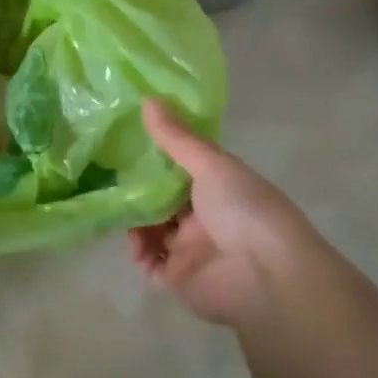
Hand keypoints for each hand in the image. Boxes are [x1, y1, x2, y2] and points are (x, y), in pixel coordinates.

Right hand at [129, 101, 314, 328]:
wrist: (267, 276)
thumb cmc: (245, 210)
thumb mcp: (212, 165)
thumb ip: (176, 138)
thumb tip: (147, 99)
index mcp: (219, 188)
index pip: (181, 171)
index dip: (155, 159)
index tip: (125, 144)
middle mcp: (205, 217)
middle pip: (163, 202)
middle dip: (138, 193)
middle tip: (110, 179)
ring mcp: (192, 249)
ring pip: (153, 232)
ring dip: (135, 223)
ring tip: (120, 212)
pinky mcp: (180, 279)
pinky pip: (151, 265)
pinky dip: (139, 254)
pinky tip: (134, 243)